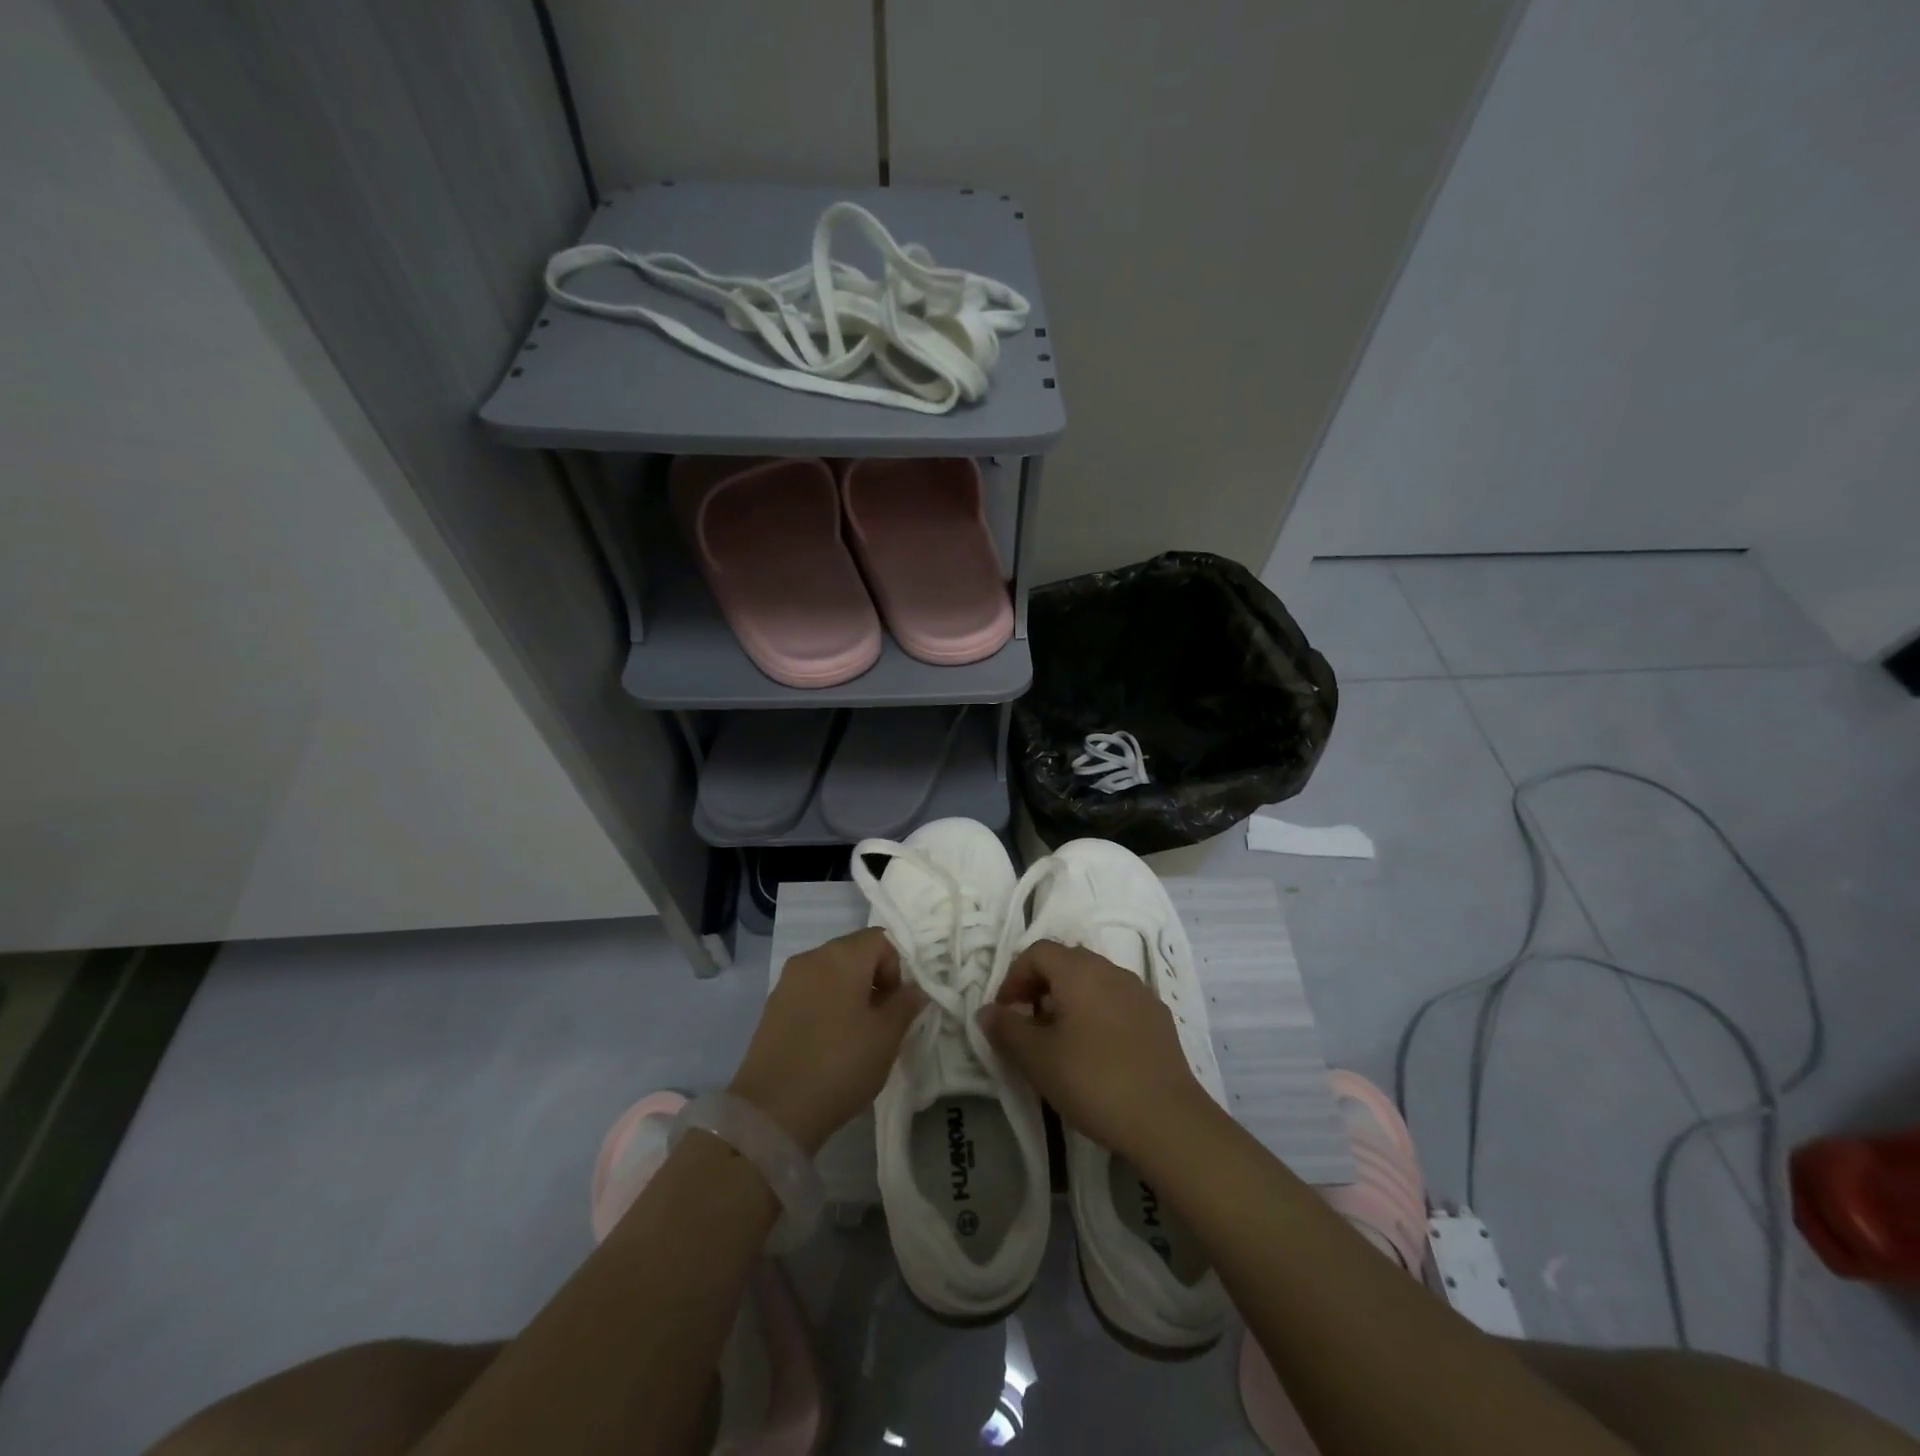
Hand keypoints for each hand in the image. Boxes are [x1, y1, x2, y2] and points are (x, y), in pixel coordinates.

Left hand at [728, 928, 925, 1153]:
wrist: (773, 1111)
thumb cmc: (840, 1065)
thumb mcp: (886, 1037)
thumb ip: (906, 1004)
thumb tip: (915, 988)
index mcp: (842, 956)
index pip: (882, 939)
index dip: (897, 968)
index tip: (896, 1005)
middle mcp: (812, 957)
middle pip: (855, 953)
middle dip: (874, 980)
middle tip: (880, 1021)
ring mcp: (788, 980)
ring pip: (832, 973)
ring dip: (850, 993)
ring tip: (855, 1035)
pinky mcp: (772, 1005)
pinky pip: (810, 991)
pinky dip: (826, 1005)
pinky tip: (828, 1042)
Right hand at [978, 940, 1216, 1161]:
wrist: (1167, 1120)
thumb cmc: (1093, 1080)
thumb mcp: (1037, 1058)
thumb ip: (1006, 1029)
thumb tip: (986, 1011)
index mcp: (1079, 971)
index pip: (1038, 952)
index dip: (1014, 976)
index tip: (1005, 1012)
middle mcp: (1111, 970)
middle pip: (1067, 962)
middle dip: (1041, 985)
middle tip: (1028, 1023)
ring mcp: (1139, 992)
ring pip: (1094, 981)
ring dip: (1070, 1000)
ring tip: (1060, 1040)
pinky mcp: (1159, 1018)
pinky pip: (1118, 1001)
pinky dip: (1098, 1013)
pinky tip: (1097, 1052)